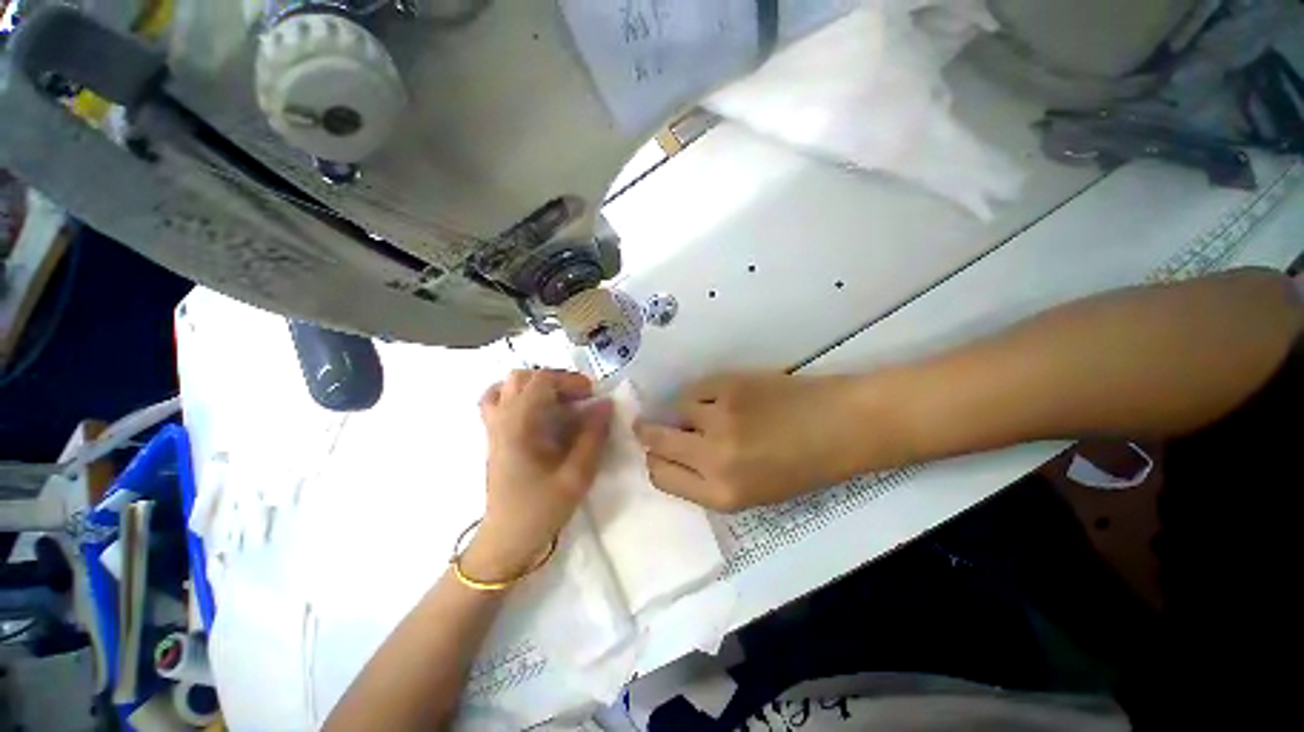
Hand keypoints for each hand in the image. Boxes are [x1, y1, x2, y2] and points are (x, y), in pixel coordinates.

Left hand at [461, 370, 612, 581]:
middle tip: (577, 397)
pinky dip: (517, 396)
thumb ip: (593, 436)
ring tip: (557, 401)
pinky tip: (536, 413)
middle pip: (522, 377)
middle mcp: (501, 419)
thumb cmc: (541, 509)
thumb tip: (605, 404)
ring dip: (534, 385)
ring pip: (507, 386)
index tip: (592, 394)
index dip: (570, 380)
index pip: (541, 380)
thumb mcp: (577, 475)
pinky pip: (496, 402)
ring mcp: (493, 427)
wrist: (506, 540)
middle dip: (554, 380)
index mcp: (519, 425)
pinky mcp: (493, 437)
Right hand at [635, 372, 892, 511]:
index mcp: (721, 494)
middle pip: (655, 440)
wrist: (842, 426)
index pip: (660, 476)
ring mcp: (719, 417)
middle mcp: (713, 458)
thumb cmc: (803, 467)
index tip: (658, 452)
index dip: (656, 461)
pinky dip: (703, 394)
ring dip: (685, 412)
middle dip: (648, 433)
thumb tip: (673, 454)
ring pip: (676, 409)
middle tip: (648, 425)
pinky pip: (697, 389)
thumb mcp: (753, 492)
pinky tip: (725, 397)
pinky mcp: (728, 385)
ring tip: (710, 411)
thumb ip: (708, 479)